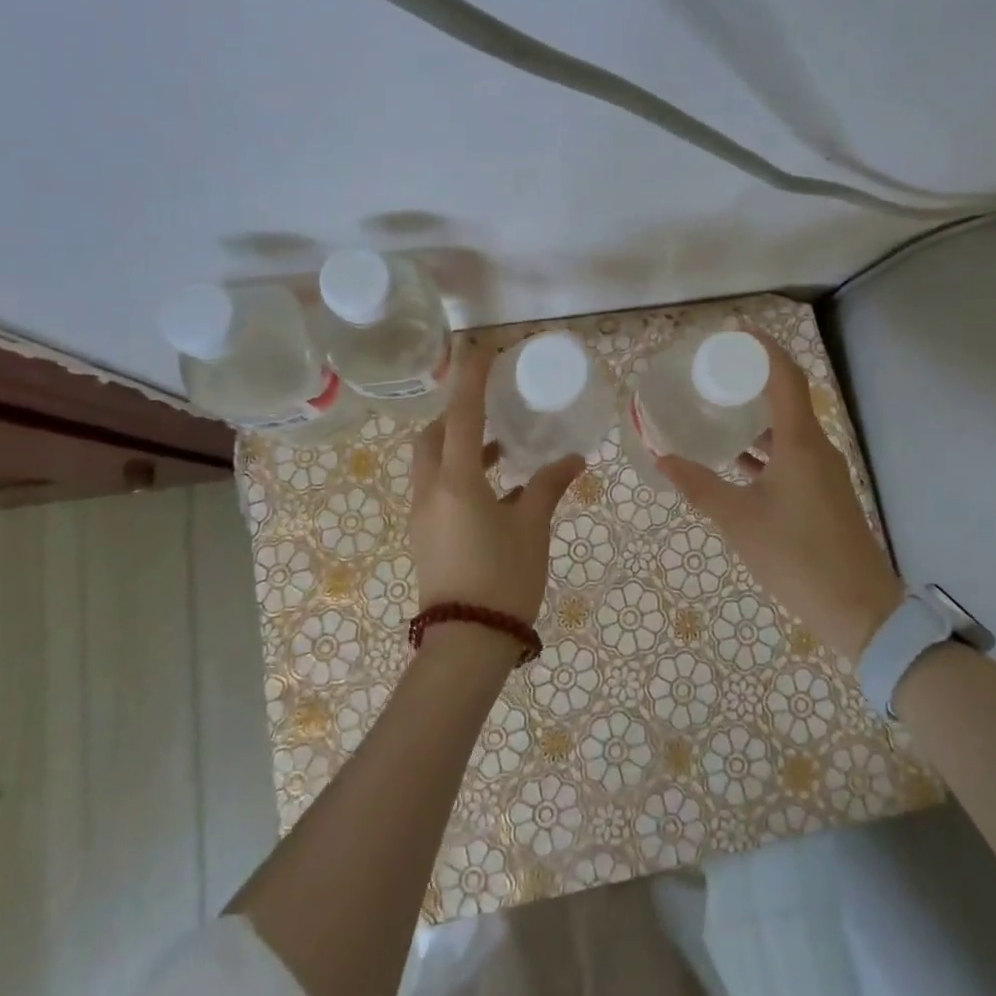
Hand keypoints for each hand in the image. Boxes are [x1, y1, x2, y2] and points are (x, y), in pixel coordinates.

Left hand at [408, 343, 585, 626]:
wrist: (466, 645)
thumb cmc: (503, 579)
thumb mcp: (531, 528)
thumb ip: (548, 486)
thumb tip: (573, 459)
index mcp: (456, 481)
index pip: (460, 415)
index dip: (471, 379)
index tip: (480, 349)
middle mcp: (430, 491)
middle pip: (432, 437)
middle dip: (455, 416)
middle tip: (488, 410)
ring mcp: (422, 516)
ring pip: (431, 464)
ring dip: (458, 448)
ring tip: (499, 450)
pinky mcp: (425, 536)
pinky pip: (436, 490)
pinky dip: (459, 477)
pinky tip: (495, 493)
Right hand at [657, 333, 903, 662]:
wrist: (859, 610)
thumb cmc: (797, 557)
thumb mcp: (739, 521)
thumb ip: (699, 487)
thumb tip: (662, 458)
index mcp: (801, 443)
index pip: (786, 377)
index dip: (763, 349)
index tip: (734, 333)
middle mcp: (817, 448)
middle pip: (789, 396)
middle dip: (754, 378)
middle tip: (716, 370)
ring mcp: (824, 472)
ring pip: (790, 428)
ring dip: (758, 415)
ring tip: (720, 408)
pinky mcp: (824, 493)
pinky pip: (793, 454)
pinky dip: (766, 447)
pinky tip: (738, 459)